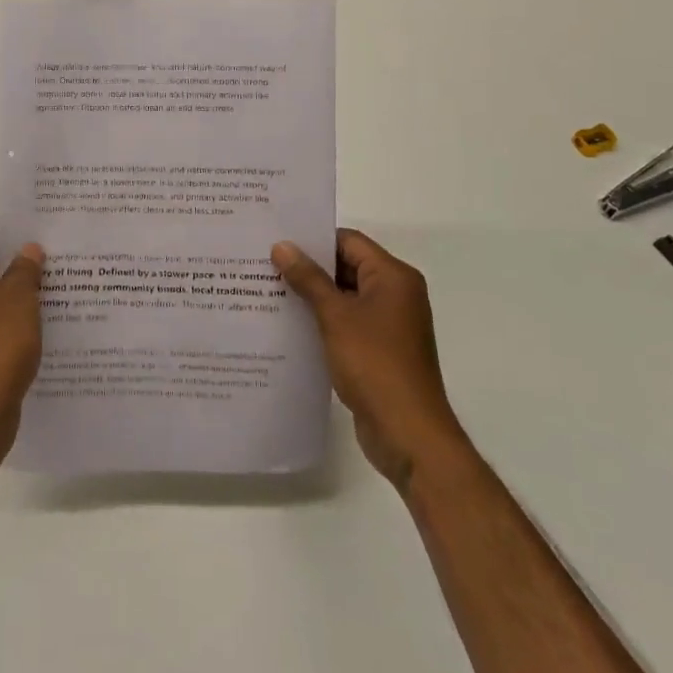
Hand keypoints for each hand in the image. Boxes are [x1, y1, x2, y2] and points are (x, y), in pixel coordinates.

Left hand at [0, 222, 43, 468]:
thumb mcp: (19, 299)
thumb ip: (25, 269)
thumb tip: (28, 249)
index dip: (1, 229)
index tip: (32, 234)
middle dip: (13, 260)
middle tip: (49, 259)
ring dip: (15, 292)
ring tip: (52, 290)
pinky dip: (11, 321)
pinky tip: (41, 328)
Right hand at [272, 229, 464, 489]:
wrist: (408, 433)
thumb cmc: (374, 363)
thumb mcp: (335, 316)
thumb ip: (308, 278)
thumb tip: (282, 246)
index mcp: (393, 277)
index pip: (348, 242)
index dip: (314, 240)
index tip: (276, 240)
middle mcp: (395, 294)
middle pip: (347, 267)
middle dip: (308, 268)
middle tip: (264, 264)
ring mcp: (389, 324)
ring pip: (344, 296)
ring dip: (312, 296)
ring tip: (268, 291)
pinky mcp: (379, 349)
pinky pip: (347, 322)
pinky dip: (322, 320)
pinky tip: (289, 324)